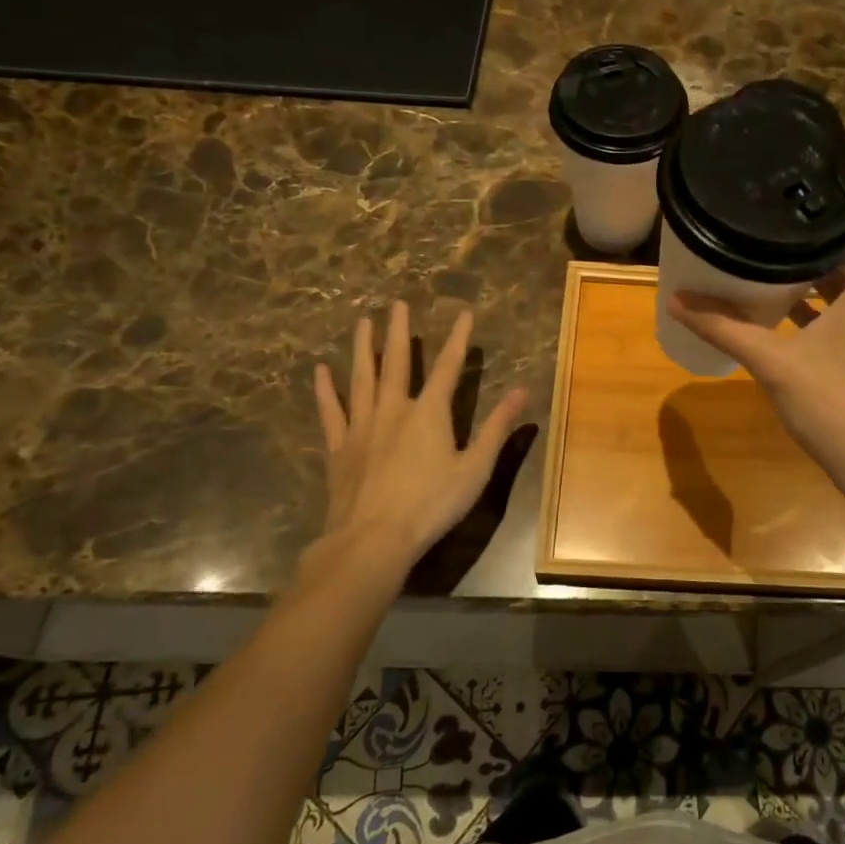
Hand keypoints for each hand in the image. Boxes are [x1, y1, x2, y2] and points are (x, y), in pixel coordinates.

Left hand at [309, 303, 526, 583]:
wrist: (372, 539)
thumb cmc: (431, 504)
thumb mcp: (475, 468)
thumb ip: (497, 428)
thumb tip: (522, 391)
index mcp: (429, 413)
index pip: (447, 366)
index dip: (458, 338)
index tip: (464, 312)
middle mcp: (394, 409)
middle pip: (396, 363)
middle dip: (399, 332)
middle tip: (396, 304)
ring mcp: (362, 426)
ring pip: (362, 378)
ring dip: (363, 349)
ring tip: (363, 322)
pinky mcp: (340, 448)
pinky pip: (331, 412)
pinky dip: (325, 390)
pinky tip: (321, 371)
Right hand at [669, 200, 844, 502]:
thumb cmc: (838, 405)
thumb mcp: (774, 363)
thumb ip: (726, 329)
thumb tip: (677, 301)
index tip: (808, 179)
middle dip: (822, 230)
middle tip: (778, 213)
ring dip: (821, 269)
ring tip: (776, 251)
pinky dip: (825, 302)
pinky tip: (787, 308)